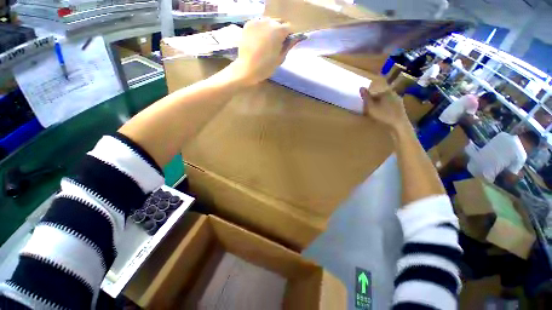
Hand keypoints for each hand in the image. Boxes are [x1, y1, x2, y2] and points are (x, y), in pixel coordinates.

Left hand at [229, 17, 300, 85]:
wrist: (247, 68)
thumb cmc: (266, 67)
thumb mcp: (280, 59)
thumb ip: (287, 47)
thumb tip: (293, 40)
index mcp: (279, 30)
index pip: (289, 28)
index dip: (288, 36)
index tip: (286, 44)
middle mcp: (269, 21)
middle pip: (278, 22)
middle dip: (279, 31)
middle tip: (275, 43)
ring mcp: (257, 21)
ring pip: (268, 22)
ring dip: (269, 29)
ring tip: (265, 42)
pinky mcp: (248, 24)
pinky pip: (258, 24)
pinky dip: (260, 30)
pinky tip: (257, 40)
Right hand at [360, 87, 409, 129]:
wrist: (399, 126)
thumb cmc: (383, 115)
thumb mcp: (370, 107)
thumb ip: (365, 97)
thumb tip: (361, 87)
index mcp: (386, 92)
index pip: (373, 94)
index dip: (367, 101)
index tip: (363, 108)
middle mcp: (393, 93)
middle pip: (380, 97)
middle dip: (374, 103)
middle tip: (368, 111)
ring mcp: (399, 101)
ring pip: (385, 102)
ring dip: (380, 106)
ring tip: (376, 114)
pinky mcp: (401, 108)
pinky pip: (390, 107)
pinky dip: (386, 110)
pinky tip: (383, 116)